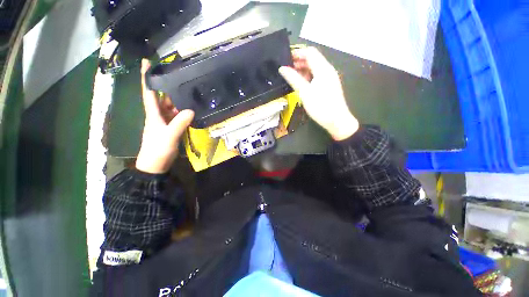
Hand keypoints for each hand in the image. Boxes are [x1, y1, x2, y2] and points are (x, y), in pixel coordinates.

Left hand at [135, 59, 194, 173]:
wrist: (155, 165)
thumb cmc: (157, 149)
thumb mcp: (169, 136)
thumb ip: (179, 123)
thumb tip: (191, 110)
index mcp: (153, 114)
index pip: (149, 92)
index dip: (146, 77)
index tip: (146, 62)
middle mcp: (158, 115)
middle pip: (162, 98)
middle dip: (169, 88)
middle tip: (180, 78)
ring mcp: (164, 122)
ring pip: (170, 107)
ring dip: (178, 101)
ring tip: (189, 93)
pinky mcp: (170, 128)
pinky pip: (176, 117)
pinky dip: (182, 113)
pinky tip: (190, 110)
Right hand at [279, 47, 358, 140]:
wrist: (337, 121)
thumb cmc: (320, 106)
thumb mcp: (304, 92)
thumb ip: (293, 79)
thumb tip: (282, 68)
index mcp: (323, 69)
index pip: (310, 52)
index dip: (297, 53)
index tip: (285, 58)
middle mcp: (328, 70)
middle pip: (313, 59)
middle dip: (299, 61)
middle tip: (286, 69)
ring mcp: (329, 78)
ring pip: (315, 68)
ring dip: (303, 70)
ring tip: (291, 77)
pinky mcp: (329, 86)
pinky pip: (317, 76)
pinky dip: (308, 77)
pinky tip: (301, 84)